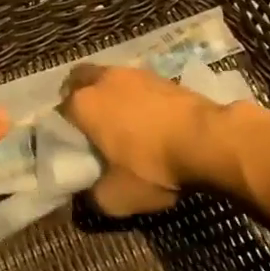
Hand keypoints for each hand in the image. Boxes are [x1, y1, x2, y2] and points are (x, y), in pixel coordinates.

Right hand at [59, 63, 221, 216]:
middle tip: (89, 124)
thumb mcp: (117, 197)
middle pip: (81, 80)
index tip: (72, 144)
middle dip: (80, 96)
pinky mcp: (164, 76)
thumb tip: (86, 196)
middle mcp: (105, 80)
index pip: (60, 109)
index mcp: (84, 104)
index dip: (63, 127)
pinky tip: (149, 120)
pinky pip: (139, 85)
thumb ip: (93, 196)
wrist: (209, 141)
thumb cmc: (153, 166)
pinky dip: (138, 98)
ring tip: (122, 122)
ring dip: (111, 95)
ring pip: (111, 79)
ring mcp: (136, 73)